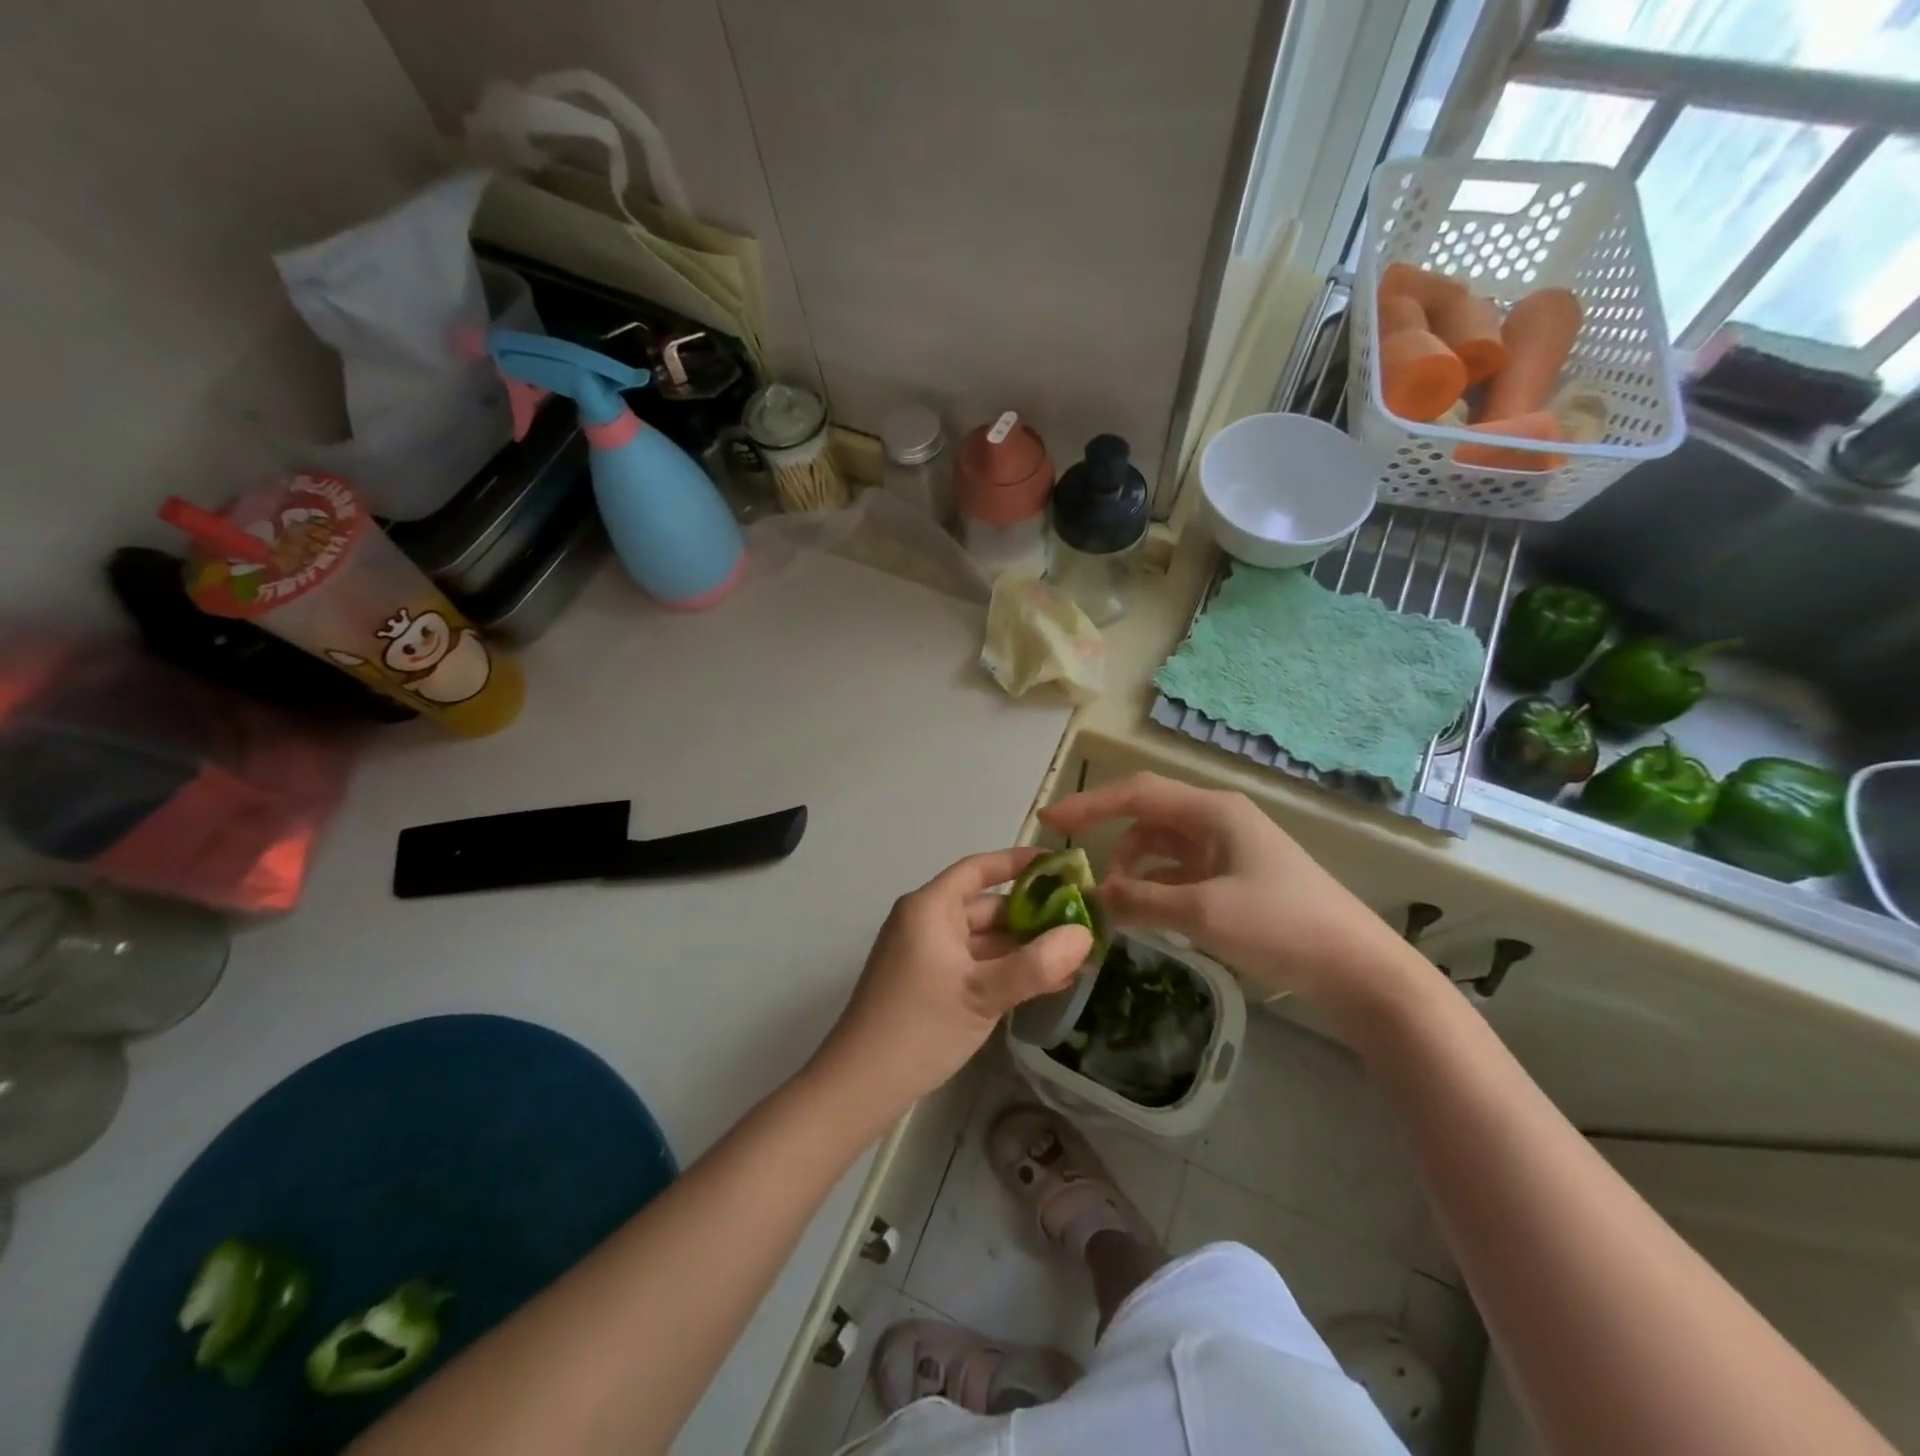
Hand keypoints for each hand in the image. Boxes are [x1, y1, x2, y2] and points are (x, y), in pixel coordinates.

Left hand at [813, 849, 1092, 1117]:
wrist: (860, 1086)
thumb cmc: (920, 1027)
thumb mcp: (983, 995)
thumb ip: (1036, 965)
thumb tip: (1084, 936)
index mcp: (931, 908)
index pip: (979, 869)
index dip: (1018, 863)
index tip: (1060, 866)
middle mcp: (927, 922)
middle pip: (986, 906)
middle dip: (1033, 916)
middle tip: (1083, 923)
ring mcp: (927, 954)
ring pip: (984, 939)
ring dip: (1024, 948)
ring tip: (1076, 958)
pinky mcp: (930, 982)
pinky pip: (975, 964)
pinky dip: (1006, 969)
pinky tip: (1047, 984)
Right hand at [1040, 773, 1416, 1010]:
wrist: (1358, 968)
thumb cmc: (1282, 926)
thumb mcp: (1203, 913)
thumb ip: (1141, 899)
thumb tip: (1096, 895)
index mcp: (1212, 811)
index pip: (1136, 794)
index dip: (1089, 804)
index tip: (1048, 822)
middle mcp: (1217, 819)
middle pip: (1147, 816)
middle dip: (1109, 838)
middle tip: (1078, 873)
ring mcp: (1228, 848)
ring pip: (1162, 846)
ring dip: (1133, 867)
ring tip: (1115, 903)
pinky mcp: (1236, 877)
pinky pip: (1180, 870)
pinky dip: (1155, 885)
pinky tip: (1145, 911)